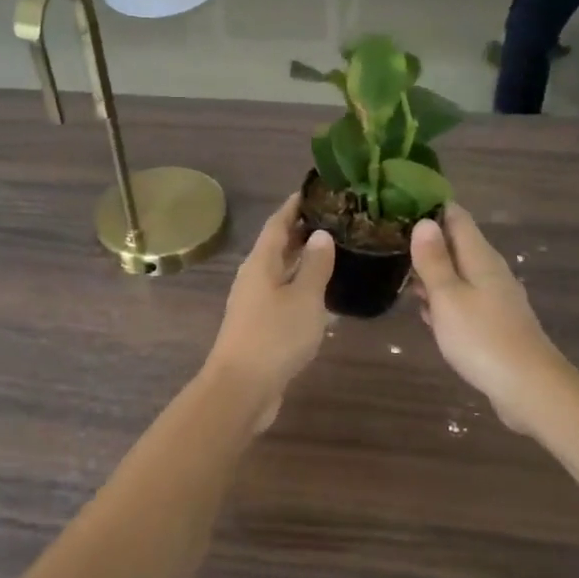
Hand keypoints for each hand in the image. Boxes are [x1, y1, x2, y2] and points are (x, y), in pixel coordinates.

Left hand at [204, 193, 335, 427]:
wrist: (242, 388)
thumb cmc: (274, 336)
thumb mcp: (304, 297)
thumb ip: (314, 264)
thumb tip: (320, 234)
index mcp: (260, 262)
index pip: (277, 222)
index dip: (294, 205)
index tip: (315, 190)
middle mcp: (254, 276)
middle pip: (278, 245)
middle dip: (302, 231)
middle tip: (336, 219)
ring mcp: (255, 302)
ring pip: (281, 272)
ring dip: (303, 260)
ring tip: (336, 251)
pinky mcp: (261, 325)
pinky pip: (284, 296)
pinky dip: (302, 288)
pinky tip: (324, 295)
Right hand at [410, 204, 570, 434]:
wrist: (529, 388)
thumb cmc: (482, 338)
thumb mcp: (448, 296)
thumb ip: (434, 260)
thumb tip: (424, 221)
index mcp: (480, 257)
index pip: (456, 217)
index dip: (431, 207)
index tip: (400, 203)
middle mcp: (490, 271)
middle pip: (457, 245)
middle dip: (426, 241)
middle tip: (388, 239)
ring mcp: (494, 298)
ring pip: (458, 274)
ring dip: (432, 272)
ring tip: (398, 271)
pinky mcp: (493, 323)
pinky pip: (463, 300)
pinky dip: (444, 300)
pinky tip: (426, 312)